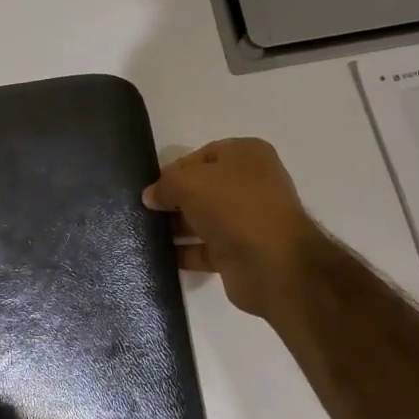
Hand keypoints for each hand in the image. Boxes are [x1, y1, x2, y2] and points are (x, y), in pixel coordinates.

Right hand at [143, 138, 327, 317]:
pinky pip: (206, 249)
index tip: (151, 187)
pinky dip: (185, 252)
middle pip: (202, 188)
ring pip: (203, 219)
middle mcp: (251, 184)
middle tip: (144, 210)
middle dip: (174, 199)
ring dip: (176, 226)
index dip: (174, 170)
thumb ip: (165, 185)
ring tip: (145, 233)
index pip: (201, 155)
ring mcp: (248, 220)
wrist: (273, 264)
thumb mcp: (189, 182)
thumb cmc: (234, 206)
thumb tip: (151, 196)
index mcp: (247, 155)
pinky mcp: (242, 253)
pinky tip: (160, 256)